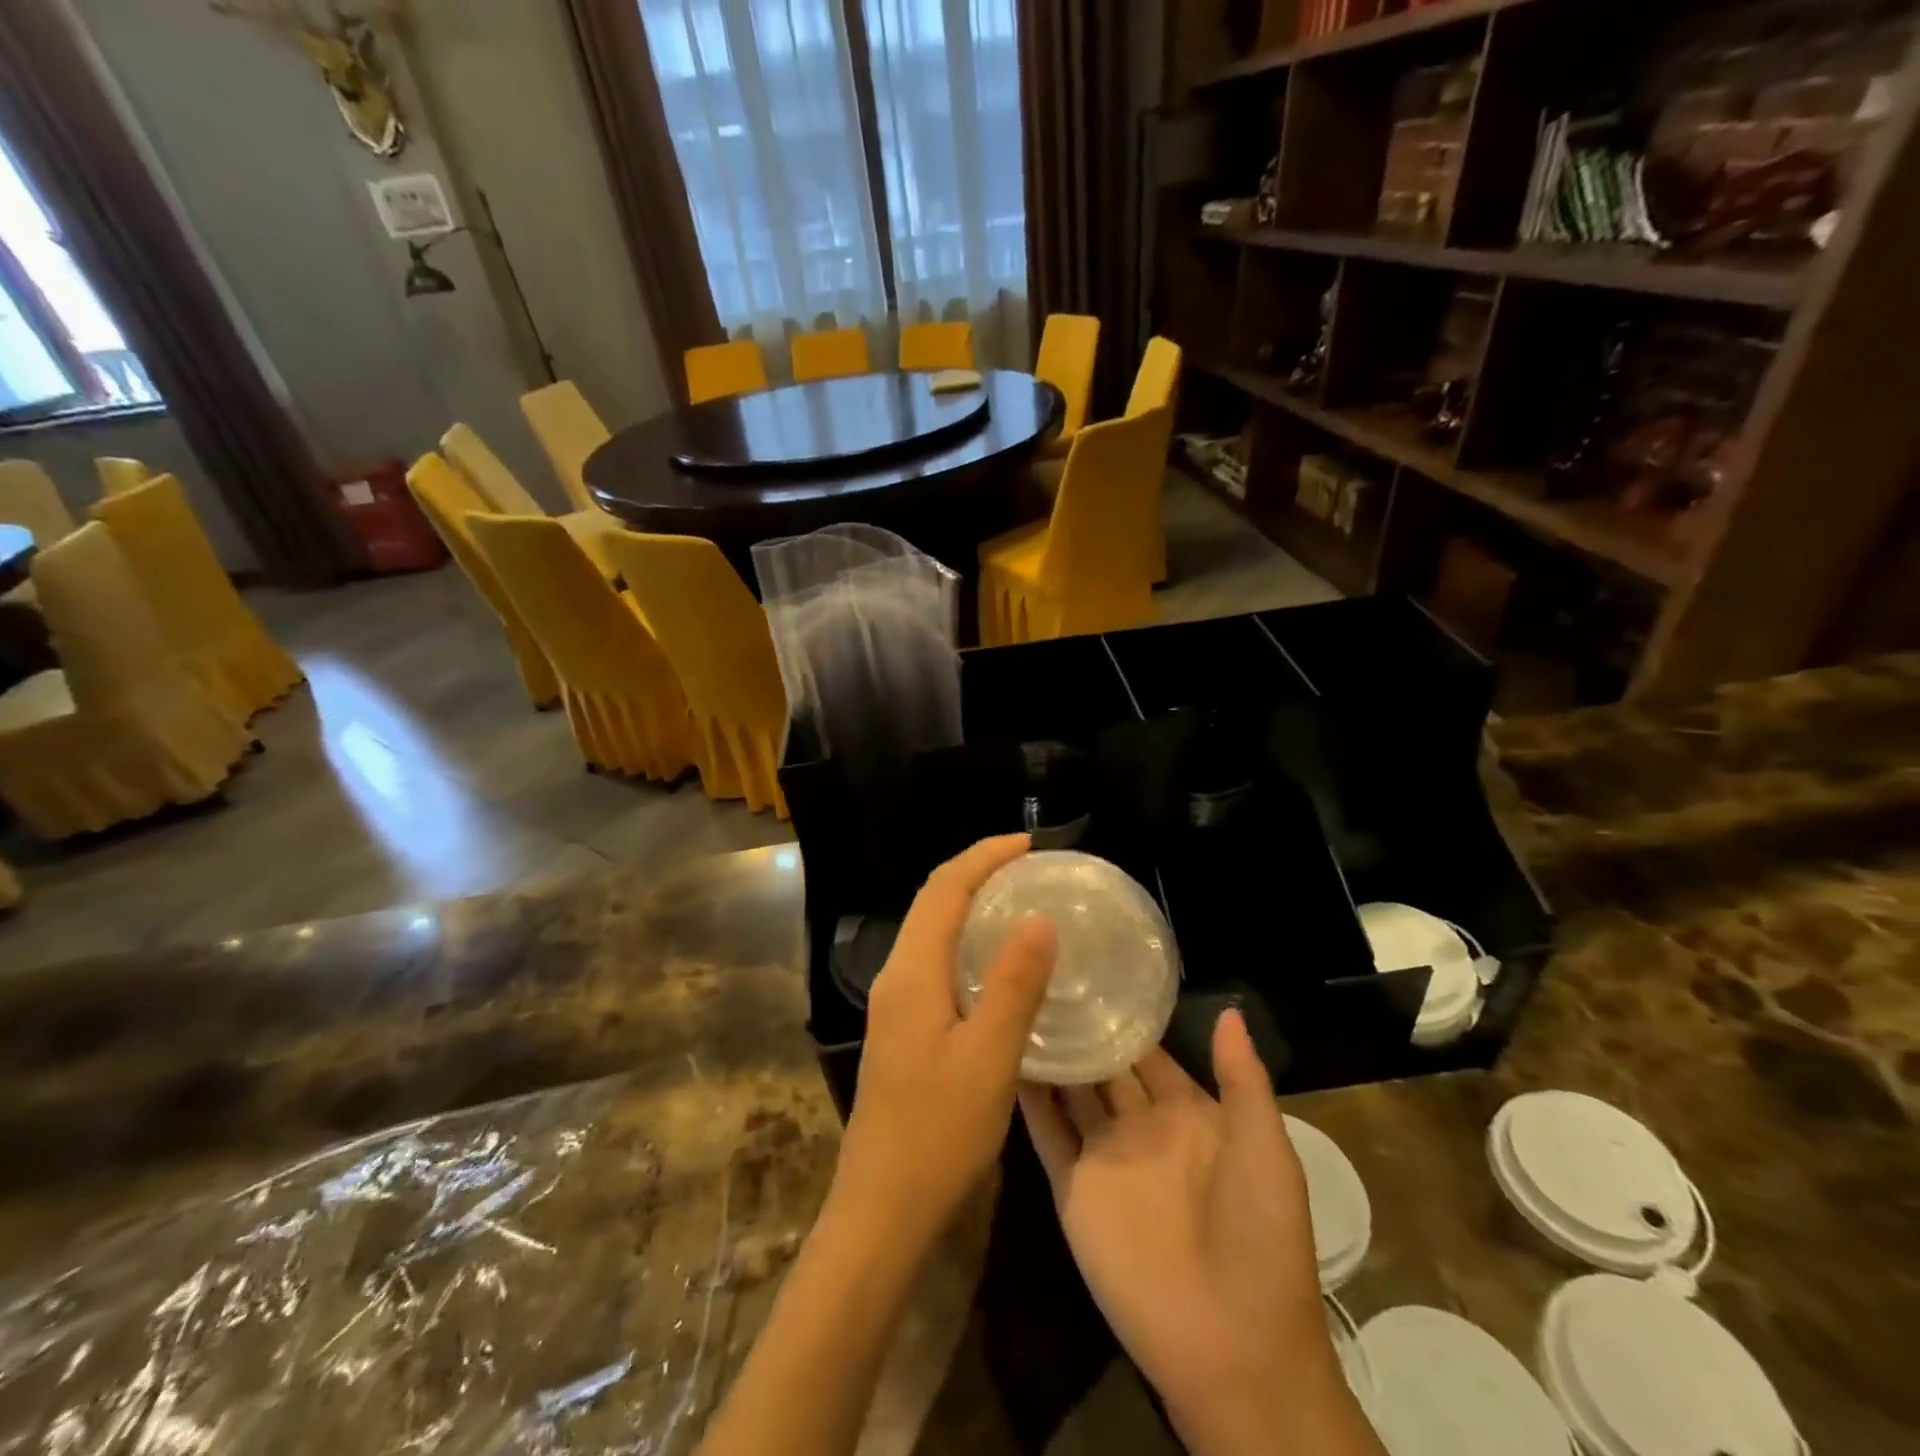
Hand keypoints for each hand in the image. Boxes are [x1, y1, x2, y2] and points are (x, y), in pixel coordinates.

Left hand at [833, 835, 1057, 1248]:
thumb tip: (1039, 918)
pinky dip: (964, 941)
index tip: (1028, 844)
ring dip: (968, 904)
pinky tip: (996, 962)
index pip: (944, 890)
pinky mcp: (902, 1028)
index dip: (983, 857)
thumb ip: (1015, 984)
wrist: (881, 1209)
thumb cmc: (938, 1134)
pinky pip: (934, 961)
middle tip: (1028, 865)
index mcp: (912, 973)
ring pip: (930, 931)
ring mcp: (894, 1004)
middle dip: (976, 872)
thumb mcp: (990, 1058)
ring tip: (1017, 899)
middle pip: (932, 903)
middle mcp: (896, 977)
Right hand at [1020, 1014, 1379, 1455]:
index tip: (1090, 965)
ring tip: (1012, 998)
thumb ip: (1243, 1079)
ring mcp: (1104, 1157)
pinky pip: (1046, 1135)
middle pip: (1102, 1065)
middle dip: (1078, 1023)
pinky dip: (1026, 1099)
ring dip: (1048, 1052)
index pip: (1146, 1051)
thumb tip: (1230, 1010)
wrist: (1236, 1348)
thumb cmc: (1260, 1237)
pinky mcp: (1073, 1190)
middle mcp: (1140, 1127)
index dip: (1122, 1014)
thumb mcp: (1265, 1148)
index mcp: (1187, 1114)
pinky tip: (1001, 1056)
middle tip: (1041, 971)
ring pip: (1070, 1091)